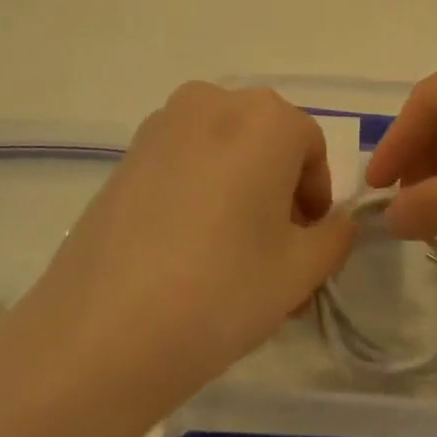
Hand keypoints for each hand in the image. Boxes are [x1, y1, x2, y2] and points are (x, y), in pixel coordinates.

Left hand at [0, 84, 354, 421]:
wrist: (101, 334)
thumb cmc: (221, 291)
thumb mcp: (301, 271)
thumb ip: (335, 236)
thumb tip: (334, 223)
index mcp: (266, 118)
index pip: (311, 148)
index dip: (316, 197)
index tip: (307, 243)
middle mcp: (214, 102)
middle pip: (266, 143)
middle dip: (279, 191)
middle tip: (274, 253)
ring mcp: (162, 125)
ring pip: (224, 151)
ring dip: (239, 190)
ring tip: (229, 256)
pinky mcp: (125, 155)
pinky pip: (183, 162)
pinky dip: (199, 191)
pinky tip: (186, 249)